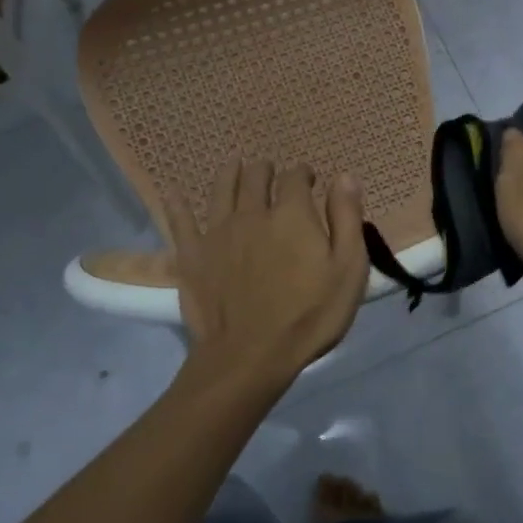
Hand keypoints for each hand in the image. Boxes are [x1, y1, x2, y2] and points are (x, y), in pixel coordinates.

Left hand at [167, 160, 369, 391]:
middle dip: (265, 170)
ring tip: (234, 166)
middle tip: (270, 172)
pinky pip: (181, 222)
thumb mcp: (348, 269)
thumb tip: (345, 176)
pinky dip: (178, 205)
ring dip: (230, 173)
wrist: (250, 356)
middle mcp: (253, 213)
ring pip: (221, 190)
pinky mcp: (192, 256)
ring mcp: (218, 233)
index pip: (295, 178)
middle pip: (256, 177)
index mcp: (292, 214)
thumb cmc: (309, 315)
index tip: (309, 179)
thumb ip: (347, 219)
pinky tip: (175, 193)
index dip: (303, 173)